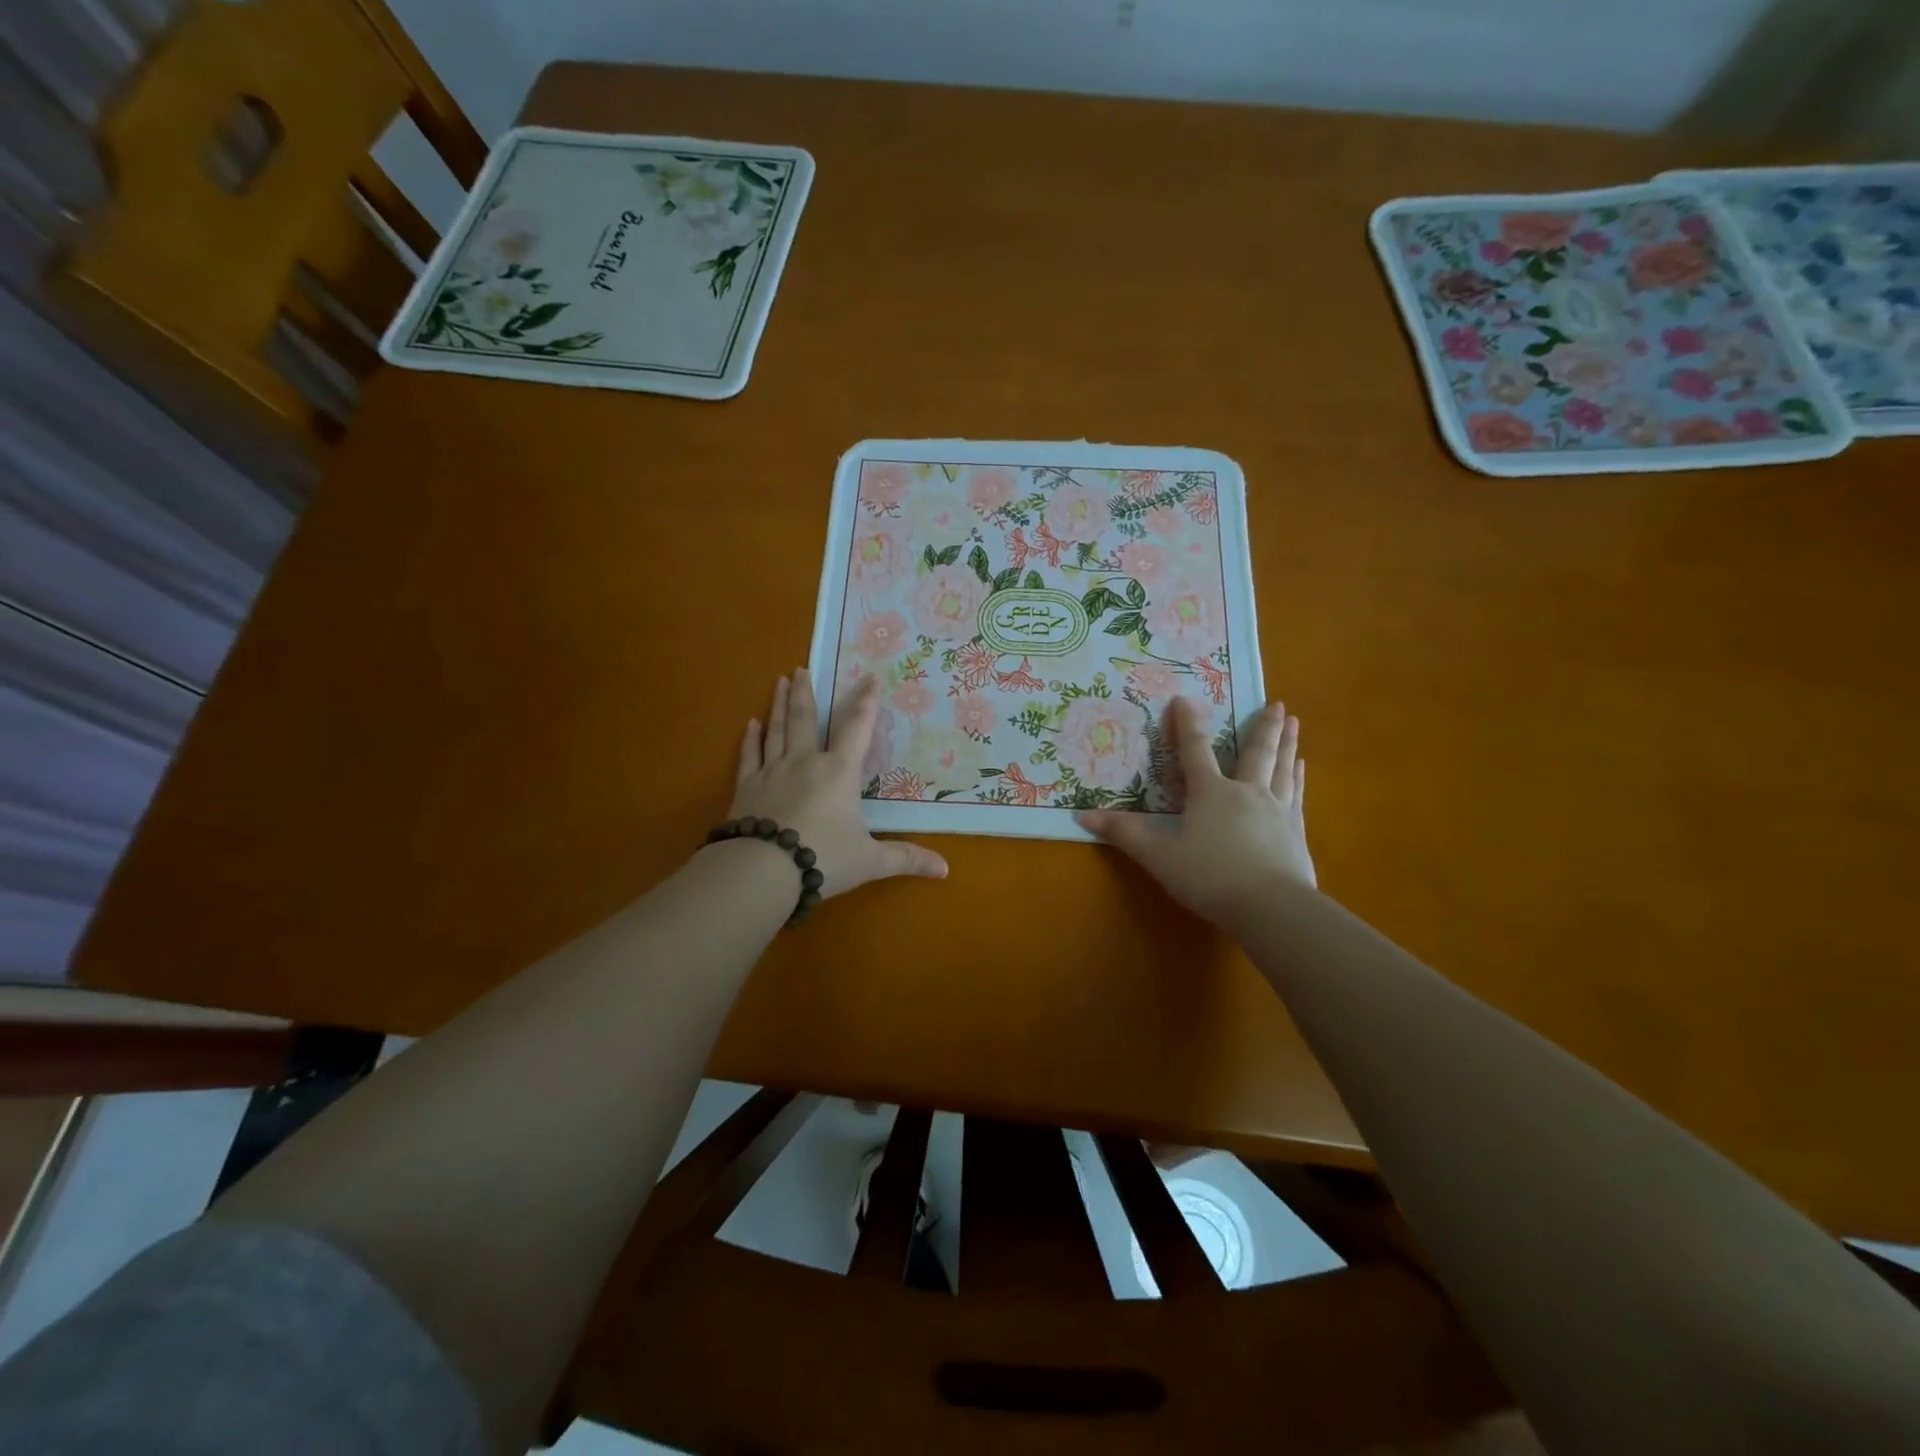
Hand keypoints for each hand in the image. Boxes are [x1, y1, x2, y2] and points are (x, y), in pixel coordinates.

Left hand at [728, 669, 947, 898]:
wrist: (761, 871)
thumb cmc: (823, 859)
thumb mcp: (870, 861)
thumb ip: (906, 858)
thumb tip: (945, 869)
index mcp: (838, 772)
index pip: (857, 729)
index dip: (866, 702)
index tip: (870, 678)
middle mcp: (804, 762)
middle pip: (805, 719)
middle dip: (806, 692)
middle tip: (801, 669)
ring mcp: (771, 772)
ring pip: (776, 730)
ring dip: (778, 705)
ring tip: (779, 681)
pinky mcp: (746, 788)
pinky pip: (749, 756)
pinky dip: (750, 739)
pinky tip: (750, 725)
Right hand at [1077, 697, 1313, 927]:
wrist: (1271, 907)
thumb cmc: (1210, 877)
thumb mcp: (1159, 857)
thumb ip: (1125, 834)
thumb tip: (1083, 816)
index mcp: (1211, 793)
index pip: (1194, 750)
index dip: (1187, 724)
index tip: (1185, 699)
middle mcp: (1246, 792)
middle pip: (1255, 753)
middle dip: (1263, 726)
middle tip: (1277, 703)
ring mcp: (1276, 810)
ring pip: (1281, 768)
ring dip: (1287, 744)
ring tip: (1293, 723)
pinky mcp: (1295, 832)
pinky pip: (1296, 795)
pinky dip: (1298, 778)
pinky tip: (1301, 769)